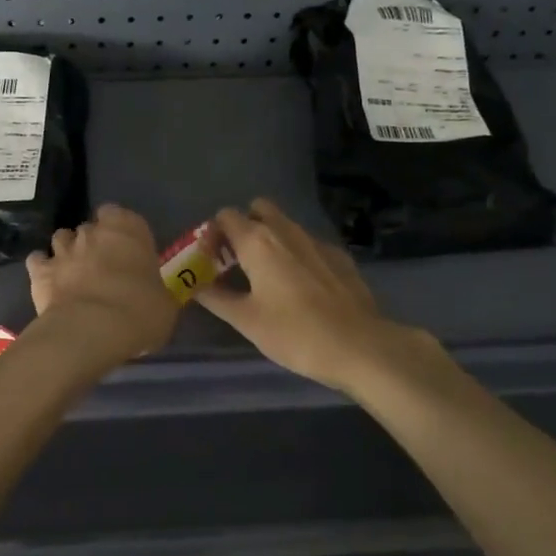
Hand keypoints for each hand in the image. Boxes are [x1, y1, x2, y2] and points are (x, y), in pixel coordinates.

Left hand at [26, 204, 179, 363]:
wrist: (92, 330)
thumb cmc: (139, 312)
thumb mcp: (163, 303)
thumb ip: (154, 290)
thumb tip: (152, 296)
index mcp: (128, 230)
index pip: (118, 213)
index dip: (119, 229)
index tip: (124, 248)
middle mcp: (93, 232)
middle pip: (90, 228)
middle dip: (93, 242)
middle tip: (102, 266)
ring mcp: (63, 249)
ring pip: (62, 238)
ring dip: (67, 251)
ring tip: (74, 272)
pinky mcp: (40, 271)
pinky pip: (38, 260)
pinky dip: (42, 267)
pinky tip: (49, 282)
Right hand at [196, 199, 448, 394]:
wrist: (360, 346)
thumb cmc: (294, 333)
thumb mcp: (246, 320)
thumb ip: (216, 297)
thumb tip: (194, 285)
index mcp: (257, 241)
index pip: (226, 216)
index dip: (214, 234)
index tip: (211, 261)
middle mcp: (286, 231)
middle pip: (258, 209)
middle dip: (245, 227)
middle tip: (239, 261)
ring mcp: (317, 241)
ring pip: (286, 226)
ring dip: (271, 240)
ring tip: (268, 277)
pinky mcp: (340, 257)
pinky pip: (309, 245)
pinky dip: (298, 256)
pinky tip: (303, 288)